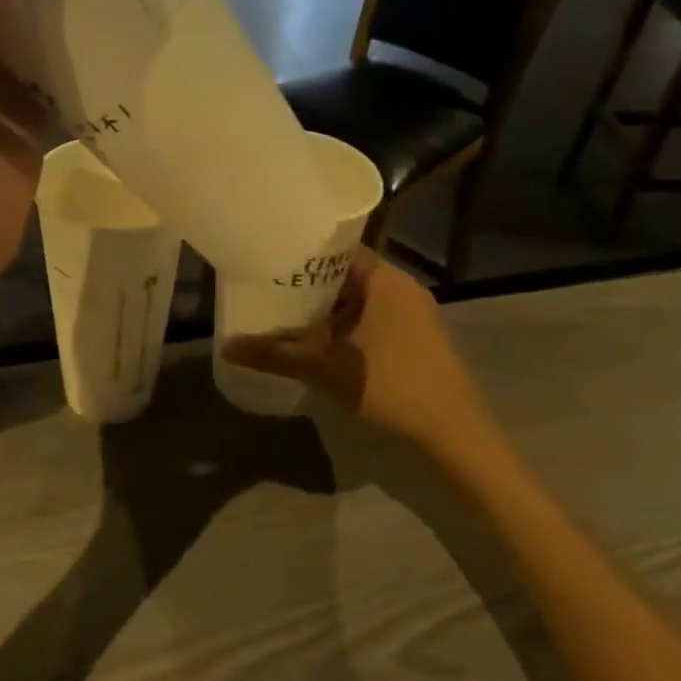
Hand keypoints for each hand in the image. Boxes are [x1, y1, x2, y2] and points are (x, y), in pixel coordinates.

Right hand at [220, 251, 495, 452]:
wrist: (454, 432)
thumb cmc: (390, 385)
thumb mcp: (324, 368)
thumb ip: (275, 354)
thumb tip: (226, 347)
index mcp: (384, 279)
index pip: (336, 248)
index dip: (302, 251)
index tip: (269, 258)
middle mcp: (401, 286)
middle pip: (345, 273)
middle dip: (307, 283)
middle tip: (268, 287)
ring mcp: (413, 312)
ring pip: (358, 297)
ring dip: (326, 307)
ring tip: (286, 312)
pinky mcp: (417, 336)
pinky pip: (372, 316)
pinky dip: (345, 322)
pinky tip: (320, 340)